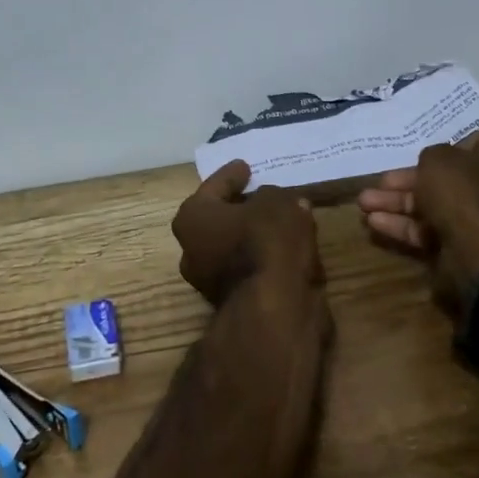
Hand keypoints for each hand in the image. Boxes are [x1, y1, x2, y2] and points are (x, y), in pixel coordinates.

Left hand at [172, 161, 323, 306]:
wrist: (273, 311)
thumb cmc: (265, 243)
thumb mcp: (277, 203)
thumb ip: (273, 197)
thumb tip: (275, 204)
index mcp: (192, 217)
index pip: (214, 186)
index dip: (231, 174)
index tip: (244, 166)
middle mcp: (191, 248)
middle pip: (219, 219)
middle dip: (240, 207)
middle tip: (263, 194)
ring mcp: (209, 280)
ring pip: (234, 246)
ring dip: (254, 235)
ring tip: (282, 222)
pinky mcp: (233, 302)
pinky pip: (249, 267)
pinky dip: (265, 257)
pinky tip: (287, 249)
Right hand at [356, 131, 478, 312]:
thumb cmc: (468, 191)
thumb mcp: (438, 158)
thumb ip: (432, 155)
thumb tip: (437, 166)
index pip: (475, 144)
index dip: (441, 150)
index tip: (416, 157)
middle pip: (452, 179)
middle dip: (408, 182)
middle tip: (379, 184)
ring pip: (441, 207)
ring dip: (401, 205)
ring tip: (364, 204)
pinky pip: (441, 231)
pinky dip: (410, 227)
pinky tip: (376, 224)